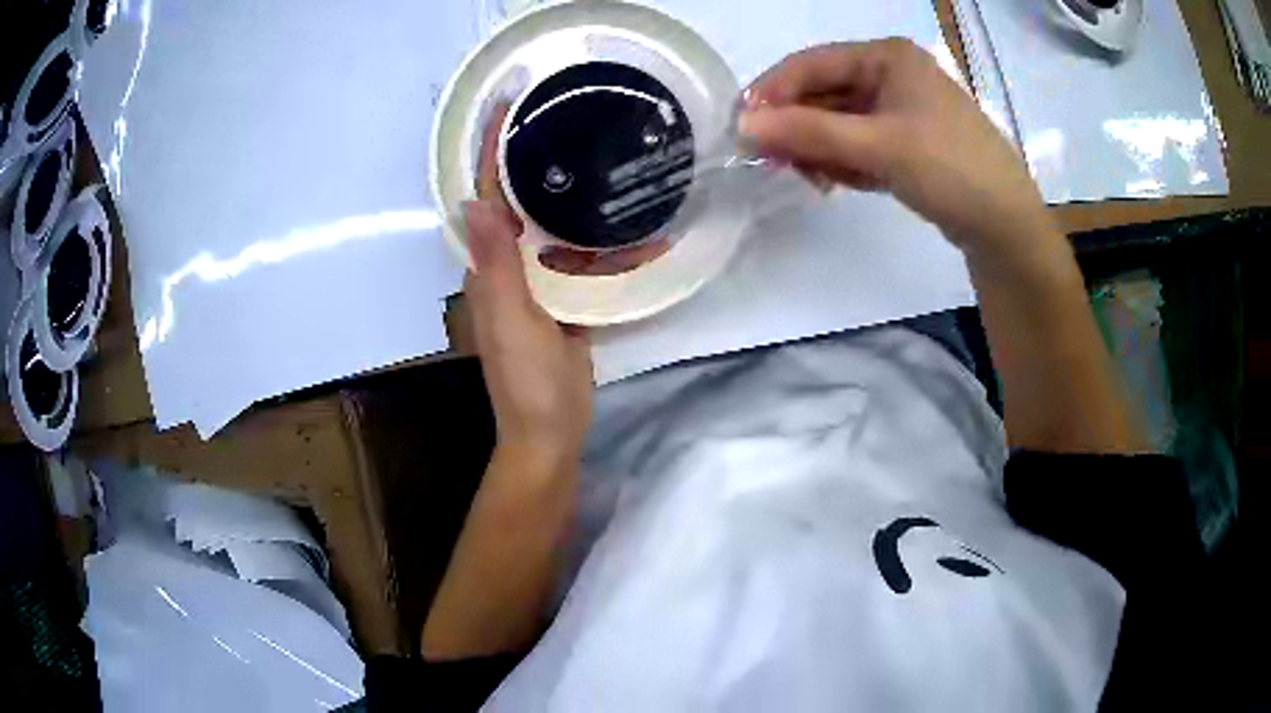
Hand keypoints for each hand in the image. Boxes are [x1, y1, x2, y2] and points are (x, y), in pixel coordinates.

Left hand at [466, 108, 593, 463]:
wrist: (551, 433)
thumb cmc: (530, 384)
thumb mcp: (515, 324)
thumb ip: (497, 268)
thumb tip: (471, 202)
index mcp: (488, 269)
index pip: (485, 197)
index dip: (490, 152)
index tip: (507, 105)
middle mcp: (506, 267)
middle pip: (512, 202)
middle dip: (525, 157)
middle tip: (556, 112)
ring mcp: (536, 282)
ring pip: (544, 225)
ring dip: (562, 189)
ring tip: (592, 148)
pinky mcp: (563, 298)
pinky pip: (573, 254)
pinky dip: (592, 235)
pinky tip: (620, 217)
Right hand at [738, 39, 1053, 259]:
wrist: (1007, 227)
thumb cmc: (950, 169)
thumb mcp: (878, 146)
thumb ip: (809, 132)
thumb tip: (741, 126)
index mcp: (887, 57)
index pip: (812, 64)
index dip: (773, 93)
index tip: (741, 129)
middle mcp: (891, 75)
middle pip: (824, 94)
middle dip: (799, 129)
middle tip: (774, 164)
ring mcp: (901, 110)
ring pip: (839, 123)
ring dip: (820, 150)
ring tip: (817, 181)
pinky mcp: (907, 143)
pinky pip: (859, 144)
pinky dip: (845, 163)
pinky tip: (842, 184)